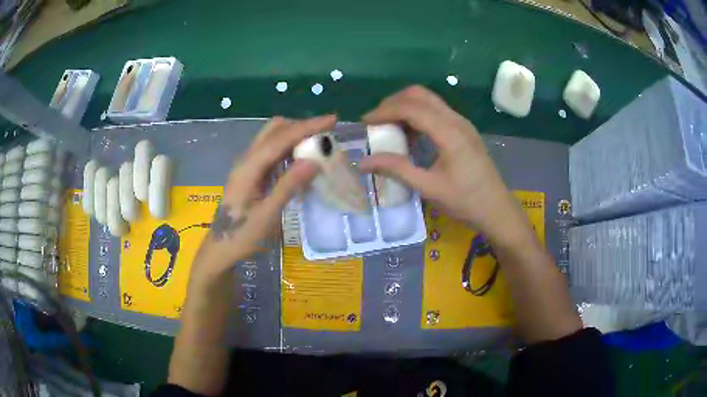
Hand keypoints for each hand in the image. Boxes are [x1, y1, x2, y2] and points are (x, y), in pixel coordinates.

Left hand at [194, 115, 336, 277]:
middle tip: (326, 134)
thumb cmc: (242, 236)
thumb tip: (314, 160)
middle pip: (274, 130)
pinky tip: (302, 160)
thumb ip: (289, 185)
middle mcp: (247, 160)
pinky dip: (289, 150)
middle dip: (301, 126)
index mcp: (248, 168)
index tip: (333, 120)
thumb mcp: (268, 214)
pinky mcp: (251, 174)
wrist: (221, 249)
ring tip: (319, 145)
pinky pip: (272, 153)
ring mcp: (248, 166)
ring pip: (273, 139)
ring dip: (295, 136)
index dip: (307, 127)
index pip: (280, 138)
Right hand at [359, 86, 522, 241]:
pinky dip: (418, 115)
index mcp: (449, 133)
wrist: (497, 209)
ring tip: (388, 127)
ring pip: (429, 101)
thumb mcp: (429, 188)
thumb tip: (363, 162)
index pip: (412, 108)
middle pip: (420, 95)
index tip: (365, 122)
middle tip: (376, 121)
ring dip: (406, 107)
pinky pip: (436, 112)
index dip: (385, 111)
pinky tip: (410, 135)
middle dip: (393, 102)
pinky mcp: (463, 130)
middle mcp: (456, 120)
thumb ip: (397, 169)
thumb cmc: (465, 201)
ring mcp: (462, 123)